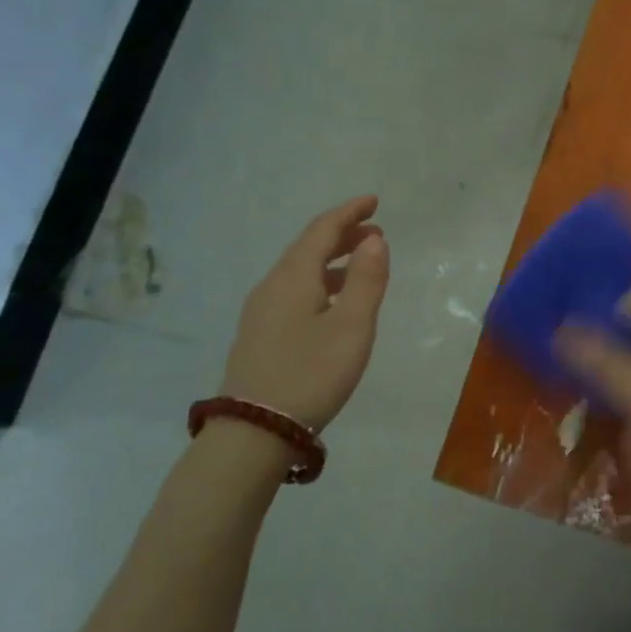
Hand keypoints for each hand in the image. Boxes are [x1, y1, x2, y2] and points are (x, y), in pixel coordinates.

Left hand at [220, 197, 390, 431]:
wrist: (256, 430)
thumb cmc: (312, 373)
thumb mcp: (352, 327)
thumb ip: (366, 280)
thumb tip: (374, 240)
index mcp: (293, 278)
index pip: (321, 231)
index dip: (349, 212)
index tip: (374, 201)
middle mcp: (272, 286)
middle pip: (307, 248)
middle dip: (342, 234)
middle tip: (375, 231)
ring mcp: (261, 311)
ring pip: (299, 271)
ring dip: (332, 260)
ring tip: (361, 263)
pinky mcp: (261, 334)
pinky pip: (294, 291)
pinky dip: (320, 281)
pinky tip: (334, 300)